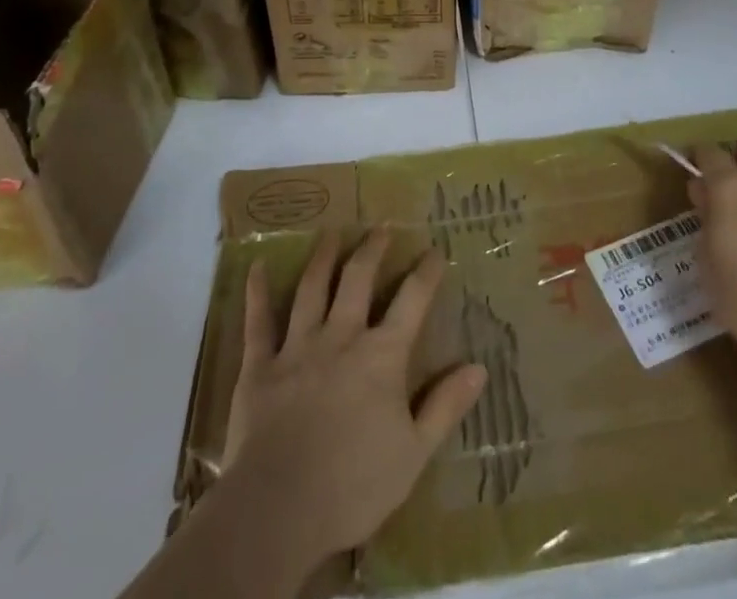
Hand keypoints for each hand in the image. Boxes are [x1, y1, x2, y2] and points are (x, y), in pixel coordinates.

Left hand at [223, 229, 487, 565]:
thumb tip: (479, 368)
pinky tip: (258, 266)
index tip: (435, 250)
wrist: (278, 510)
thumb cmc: (353, 486)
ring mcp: (298, 347)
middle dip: (372, 250)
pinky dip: (258, 292)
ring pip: (312, 288)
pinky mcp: (259, 366)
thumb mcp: (414, 453)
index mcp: (381, 356)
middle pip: (358, 279)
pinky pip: (258, 322)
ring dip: (323, 257)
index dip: (426, 272)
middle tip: (381, 227)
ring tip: (331, 232)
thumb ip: (445, 407)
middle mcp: (341, 336)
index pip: (411, 300)